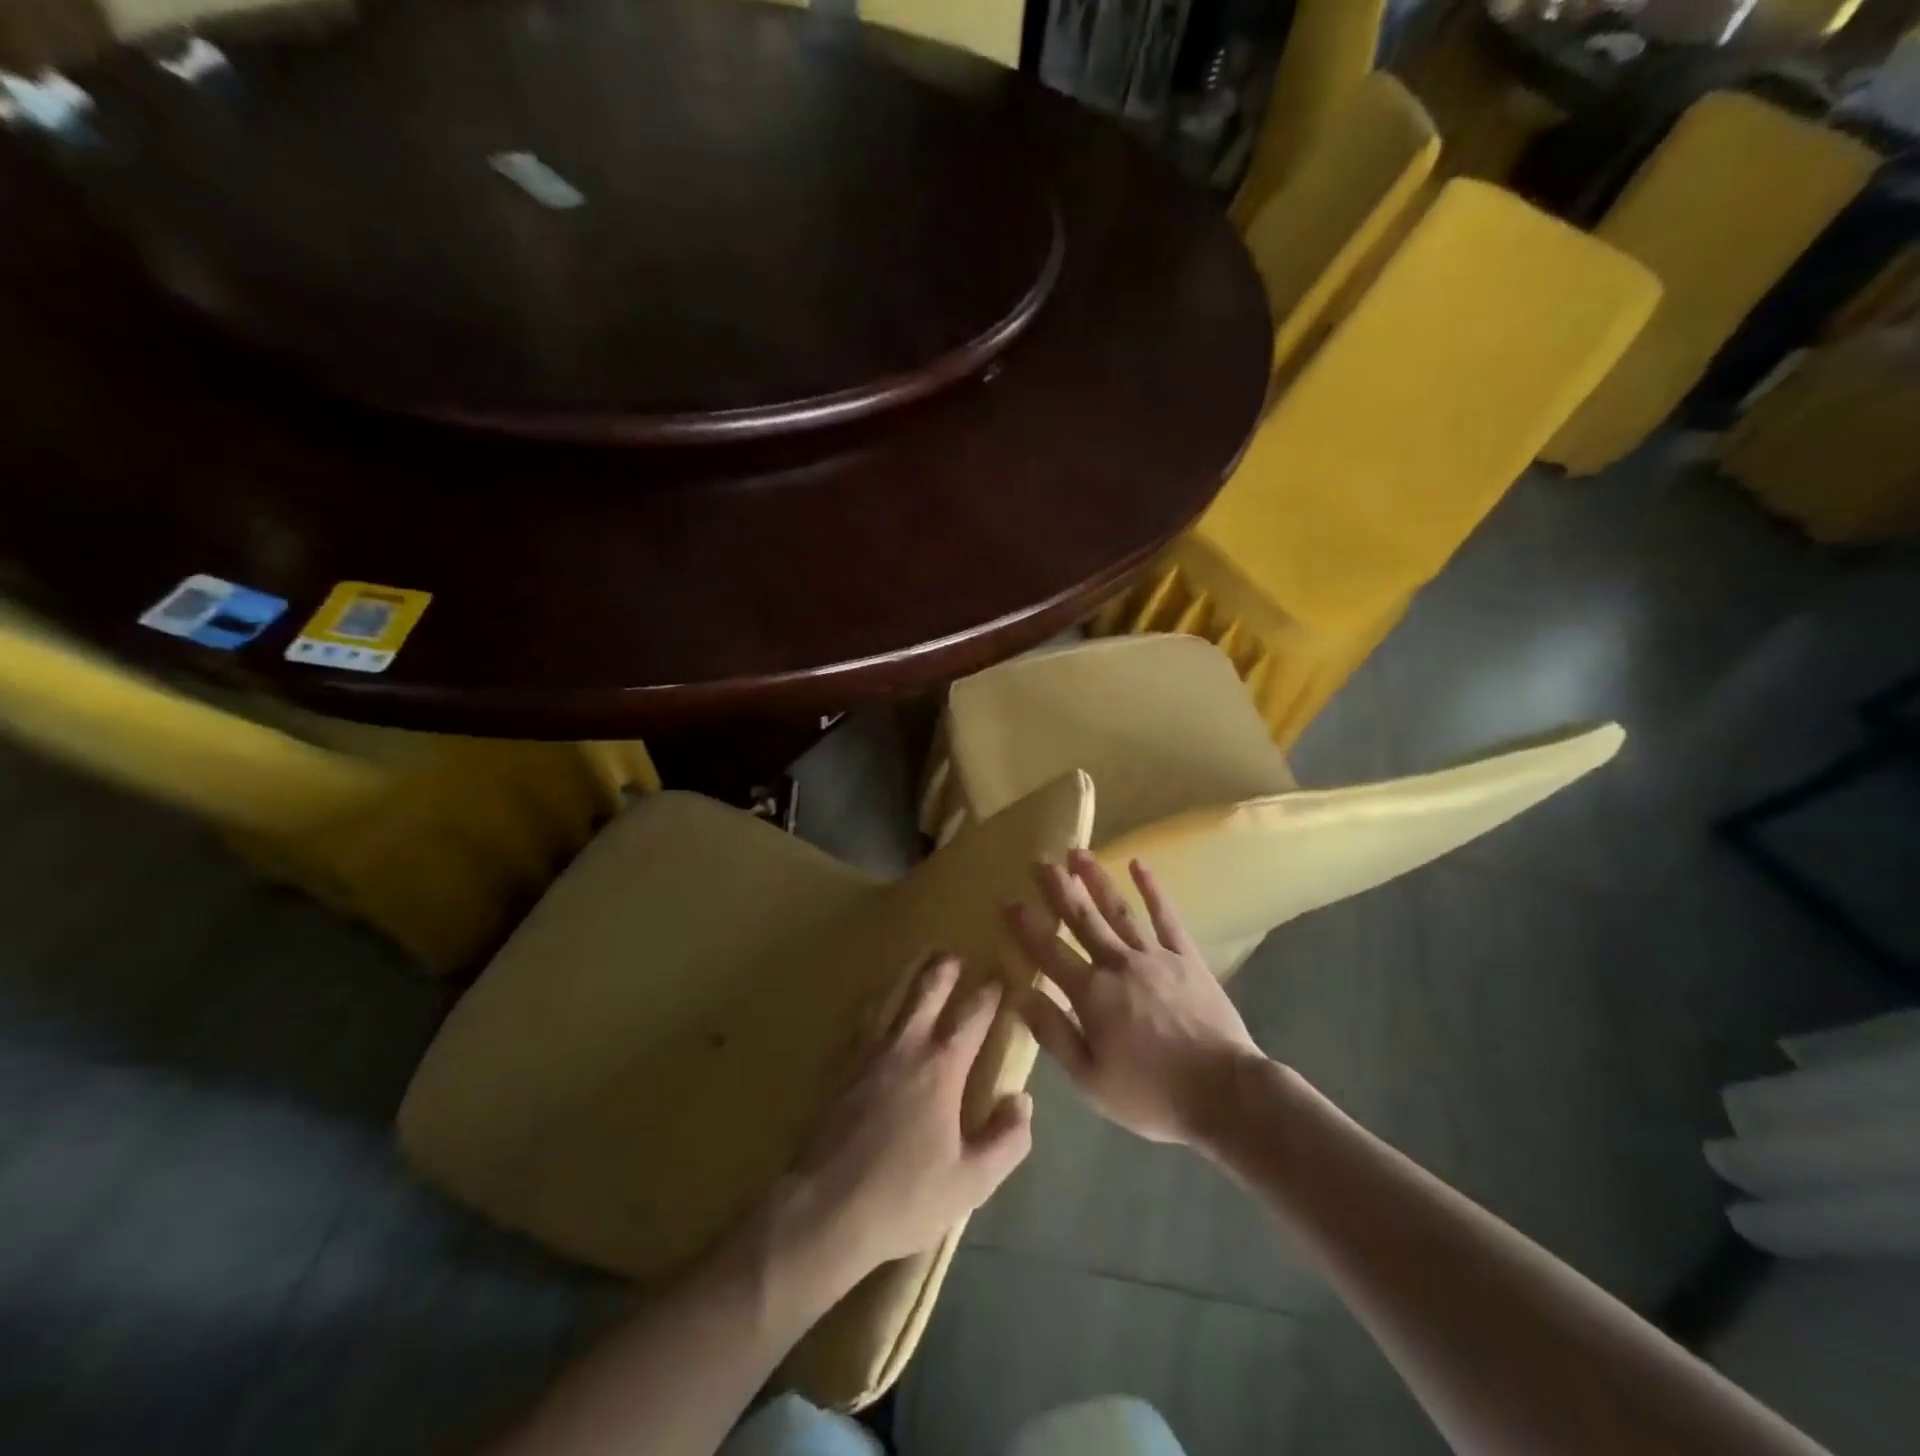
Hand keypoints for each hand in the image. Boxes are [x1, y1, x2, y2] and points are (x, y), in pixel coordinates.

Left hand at [767, 954, 1032, 1291]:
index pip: (972, 1018)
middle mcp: (905, 1047)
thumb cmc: (905, 1196)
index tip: (1000, 977)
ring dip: (909, 976)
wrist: (825, 1209)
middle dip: (944, 970)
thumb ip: (1007, 1140)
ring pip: (891, 998)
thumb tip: (1023, 1100)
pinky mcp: (840, 1067)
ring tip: (919, 962)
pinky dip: (875, 1003)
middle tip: (955, 954)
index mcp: (941, 1068)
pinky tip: (875, 1004)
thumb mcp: (971, 1181)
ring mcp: (867, 1053)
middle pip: (926, 993)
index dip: (989, 995)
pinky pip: (862, 1020)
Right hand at [1003, 851, 1263, 1145]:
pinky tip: (1138, 865)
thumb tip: (1020, 996)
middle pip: (1082, 920)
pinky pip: (1166, 917)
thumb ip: (1054, 1035)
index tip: (1007, 899)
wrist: (1226, 1094)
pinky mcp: (1186, 957)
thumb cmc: (1152, 1095)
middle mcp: (1118, 965)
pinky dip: (1152, 889)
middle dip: (1058, 889)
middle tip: (1040, 860)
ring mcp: (1155, 957)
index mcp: (1091, 996)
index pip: (1049, 953)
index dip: (1026, 926)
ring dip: (1096, 879)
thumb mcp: (1091, 1080)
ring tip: (1078, 852)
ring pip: (1118, 910)